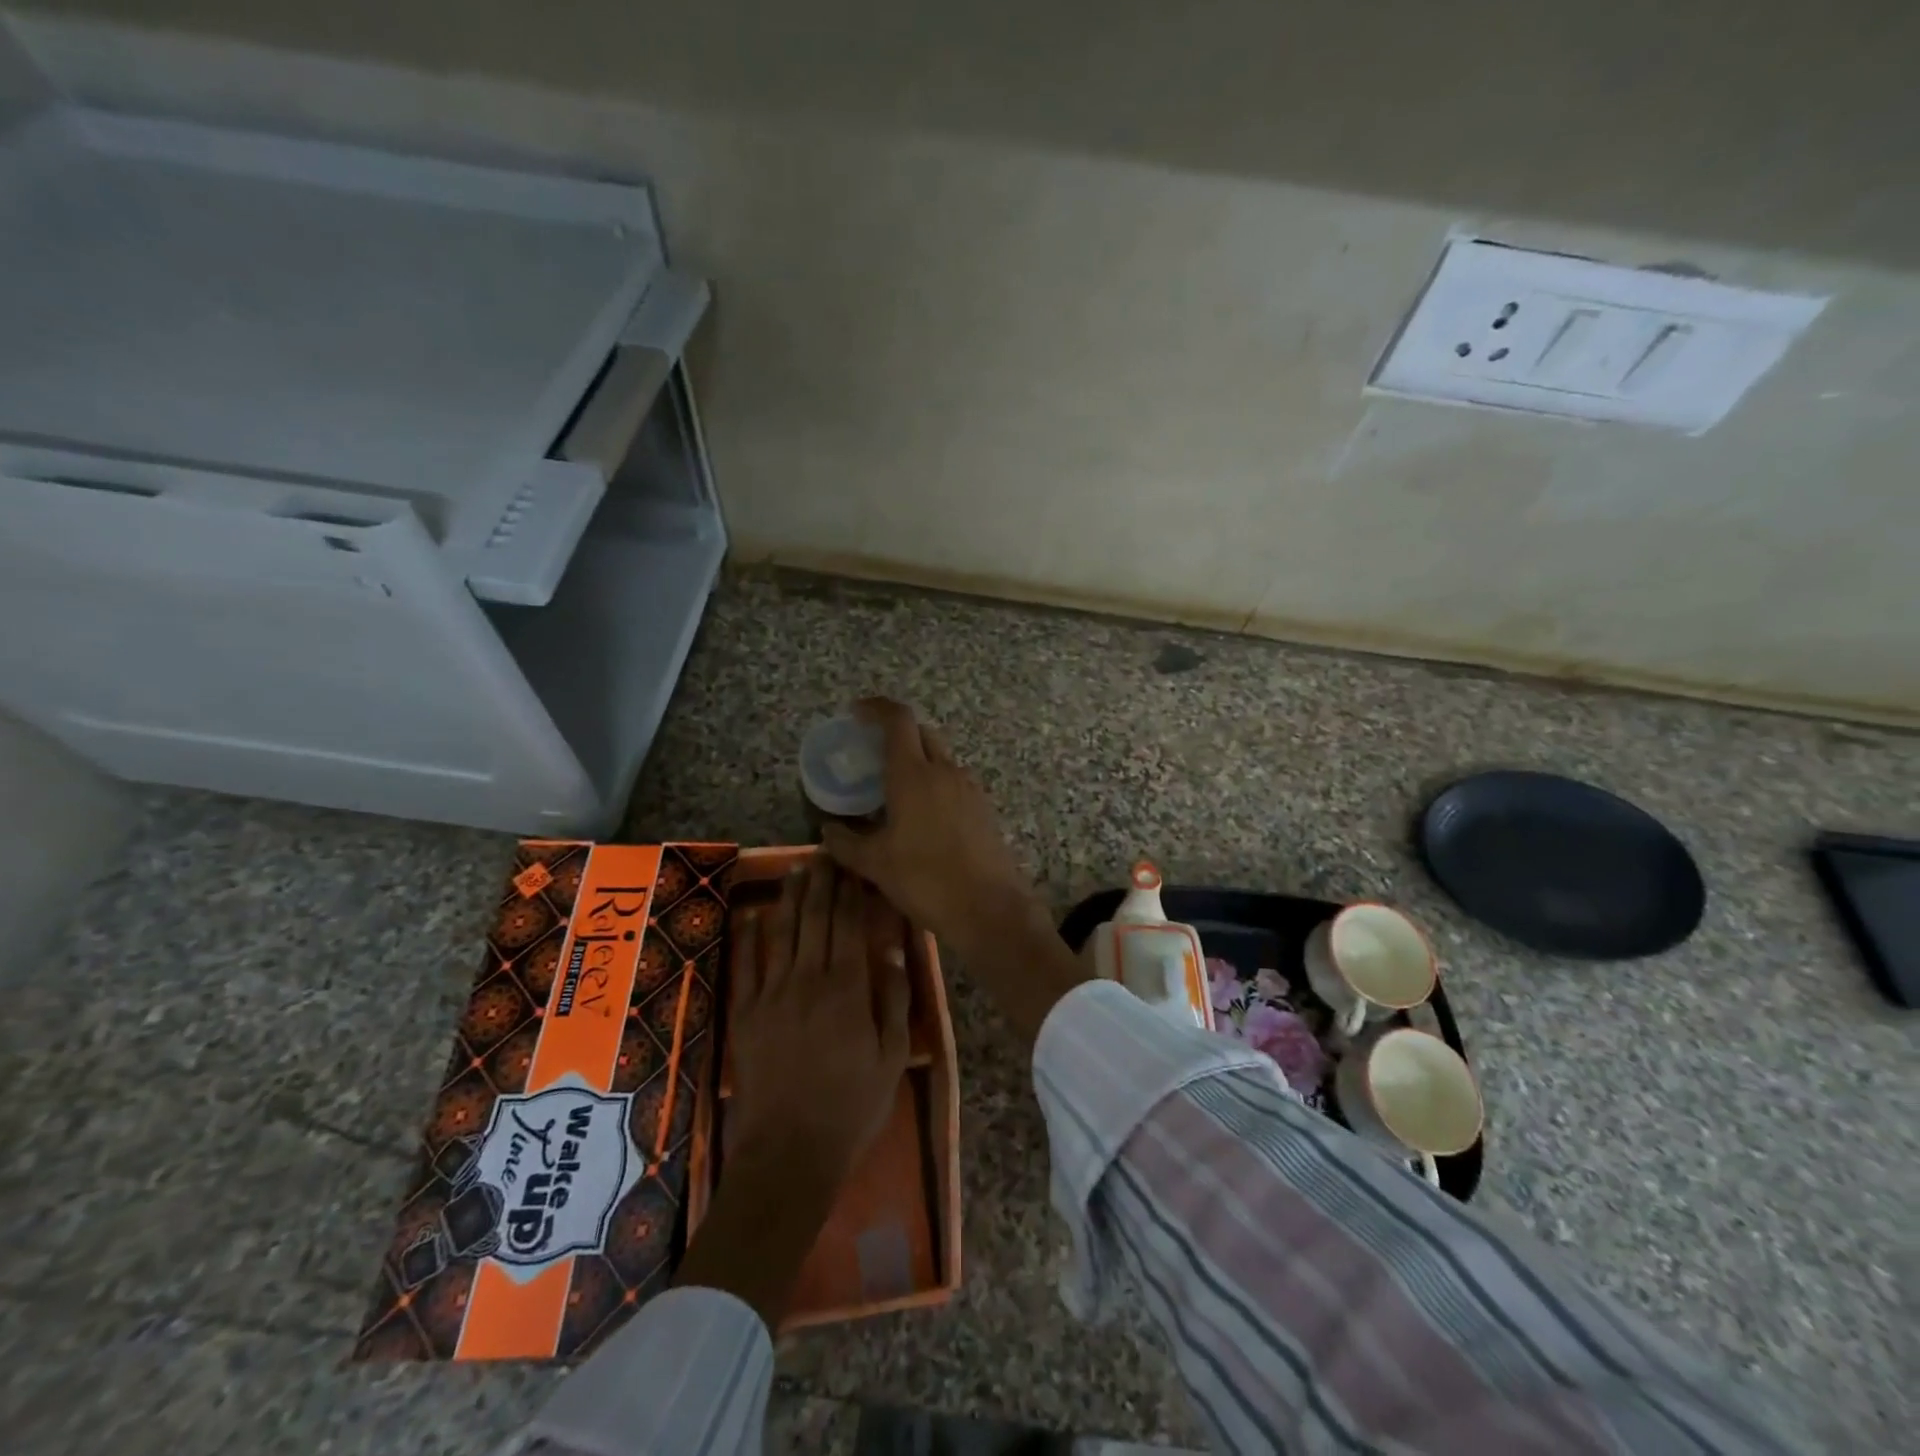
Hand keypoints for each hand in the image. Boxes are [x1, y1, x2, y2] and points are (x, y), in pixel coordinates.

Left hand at [674, 855, 910, 1326]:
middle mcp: (808, 979)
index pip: (850, 925)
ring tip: (797, 869)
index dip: (853, 892)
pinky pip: (748, 964)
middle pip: (816, 919)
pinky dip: (752, 936)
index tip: (856, 868)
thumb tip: (892, 950)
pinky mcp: (746, 1013)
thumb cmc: (852, 1106)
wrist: (789, 1151)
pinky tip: (756, 914)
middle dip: (823, 883)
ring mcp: (772, 994)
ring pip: (783, 933)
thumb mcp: (891, 1057)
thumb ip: (894, 999)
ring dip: (791, 898)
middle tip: (826, 854)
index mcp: (848, 987)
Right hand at [820, 699, 1087, 1042]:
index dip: (876, 707)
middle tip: (873, 751)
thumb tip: (827, 829)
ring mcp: (969, 788)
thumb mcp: (875, 864)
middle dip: (897, 732)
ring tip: (895, 788)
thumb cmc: (925, 880)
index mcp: (913, 775)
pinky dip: (935, 782)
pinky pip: (954, 781)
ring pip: (940, 757)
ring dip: (918, 759)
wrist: (989, 908)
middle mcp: (944, 771)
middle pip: (922, 733)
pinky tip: (923, 815)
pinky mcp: (984, 807)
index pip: (898, 719)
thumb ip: (846, 842)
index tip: (856, 712)